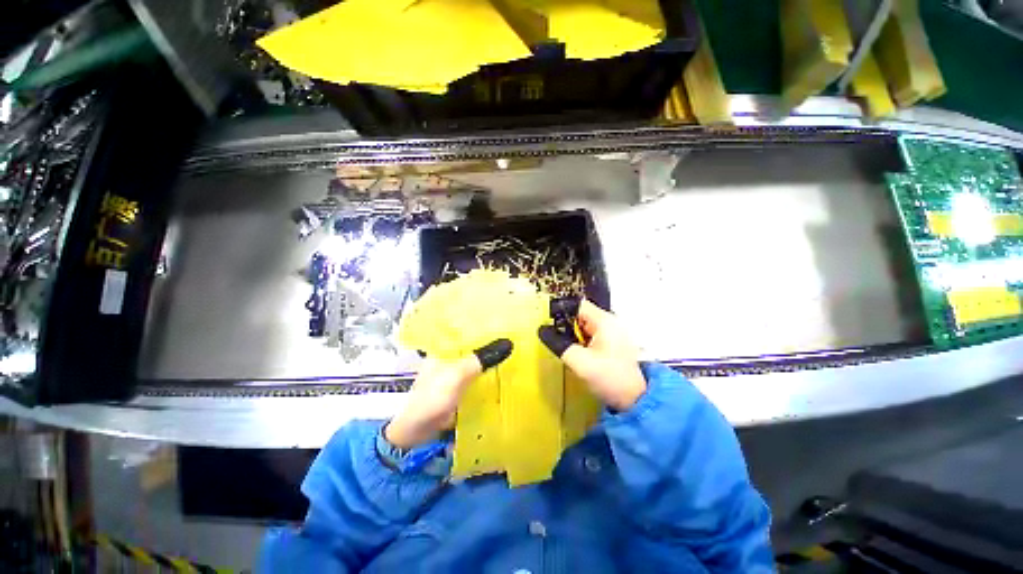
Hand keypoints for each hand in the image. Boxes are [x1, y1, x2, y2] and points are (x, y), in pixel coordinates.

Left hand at [385, 339, 512, 449]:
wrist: (417, 431)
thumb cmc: (432, 397)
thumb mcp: (457, 375)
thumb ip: (480, 359)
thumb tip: (508, 343)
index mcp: (443, 349)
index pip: (467, 332)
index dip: (485, 329)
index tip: (505, 325)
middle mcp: (448, 359)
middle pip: (473, 349)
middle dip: (491, 346)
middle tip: (514, 340)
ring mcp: (453, 376)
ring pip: (476, 364)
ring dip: (490, 362)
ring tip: (513, 354)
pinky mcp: (458, 391)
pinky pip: (477, 379)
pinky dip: (487, 378)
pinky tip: (502, 376)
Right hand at [539, 299, 645, 410]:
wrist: (635, 399)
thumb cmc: (609, 377)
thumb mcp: (580, 362)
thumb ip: (559, 344)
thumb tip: (543, 331)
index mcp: (604, 321)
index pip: (578, 305)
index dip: (562, 311)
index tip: (550, 324)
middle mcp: (610, 322)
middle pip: (581, 314)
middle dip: (567, 325)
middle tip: (556, 338)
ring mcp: (613, 332)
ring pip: (586, 325)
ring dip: (575, 335)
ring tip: (567, 347)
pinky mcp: (613, 342)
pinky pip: (592, 334)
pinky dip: (583, 341)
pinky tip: (579, 353)